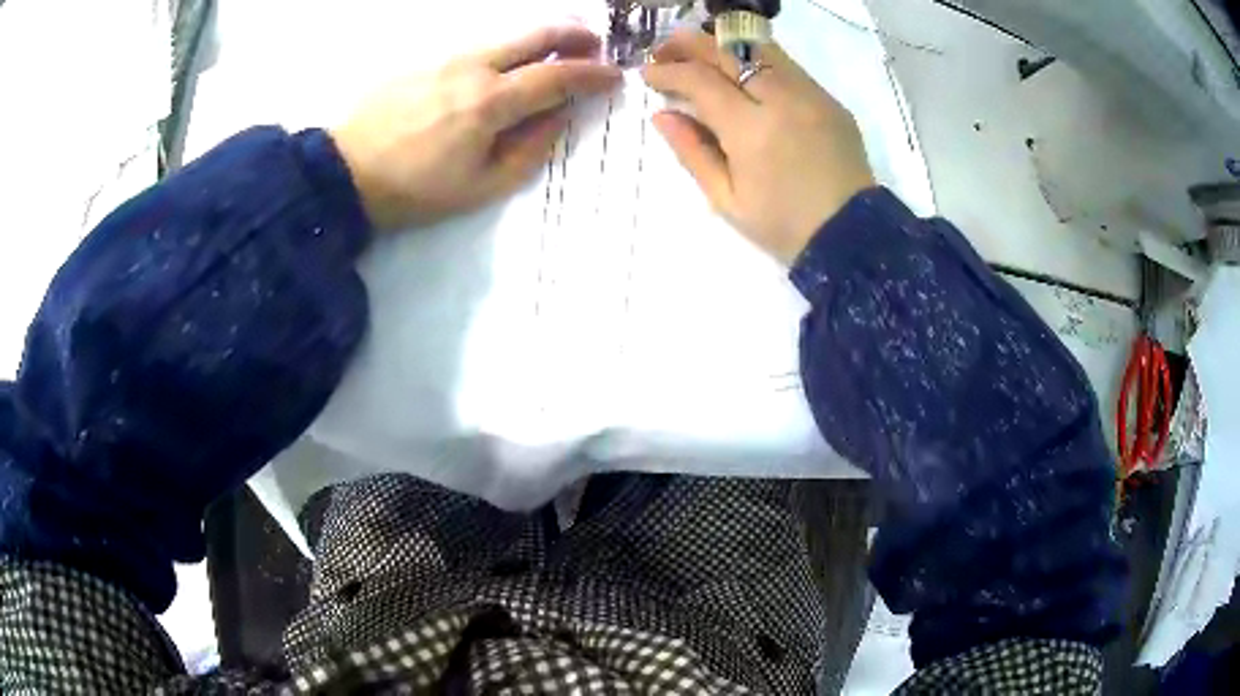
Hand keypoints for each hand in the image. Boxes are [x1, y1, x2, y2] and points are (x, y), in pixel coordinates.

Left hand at [332, 25, 621, 231]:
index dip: (592, 74)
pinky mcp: (424, 59)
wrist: (345, 171)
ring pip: (505, 35)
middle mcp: (473, 67)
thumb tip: (559, 117)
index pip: (557, 76)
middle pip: (536, 34)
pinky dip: (504, 48)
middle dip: (574, 33)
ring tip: (556, 49)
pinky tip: (504, 64)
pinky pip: (476, 45)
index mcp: (490, 103)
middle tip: (593, 42)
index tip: (615, 76)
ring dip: (539, 37)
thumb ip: (529, 149)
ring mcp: (445, 57)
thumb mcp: (480, 187)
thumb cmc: (414, 189)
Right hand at [642, 30, 874, 264]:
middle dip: (689, 44)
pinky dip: (754, 59)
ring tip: (699, 54)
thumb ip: (691, 152)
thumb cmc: (783, 225)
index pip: (700, 80)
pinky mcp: (828, 98)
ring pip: (759, 48)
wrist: (850, 235)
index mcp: (751, 130)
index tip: (648, 75)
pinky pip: (785, 65)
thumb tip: (662, 115)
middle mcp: (782, 99)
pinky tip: (740, 72)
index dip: (668, 72)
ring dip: (722, 45)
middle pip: (728, 50)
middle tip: (665, 51)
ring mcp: (810, 94)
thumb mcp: (726, 199)